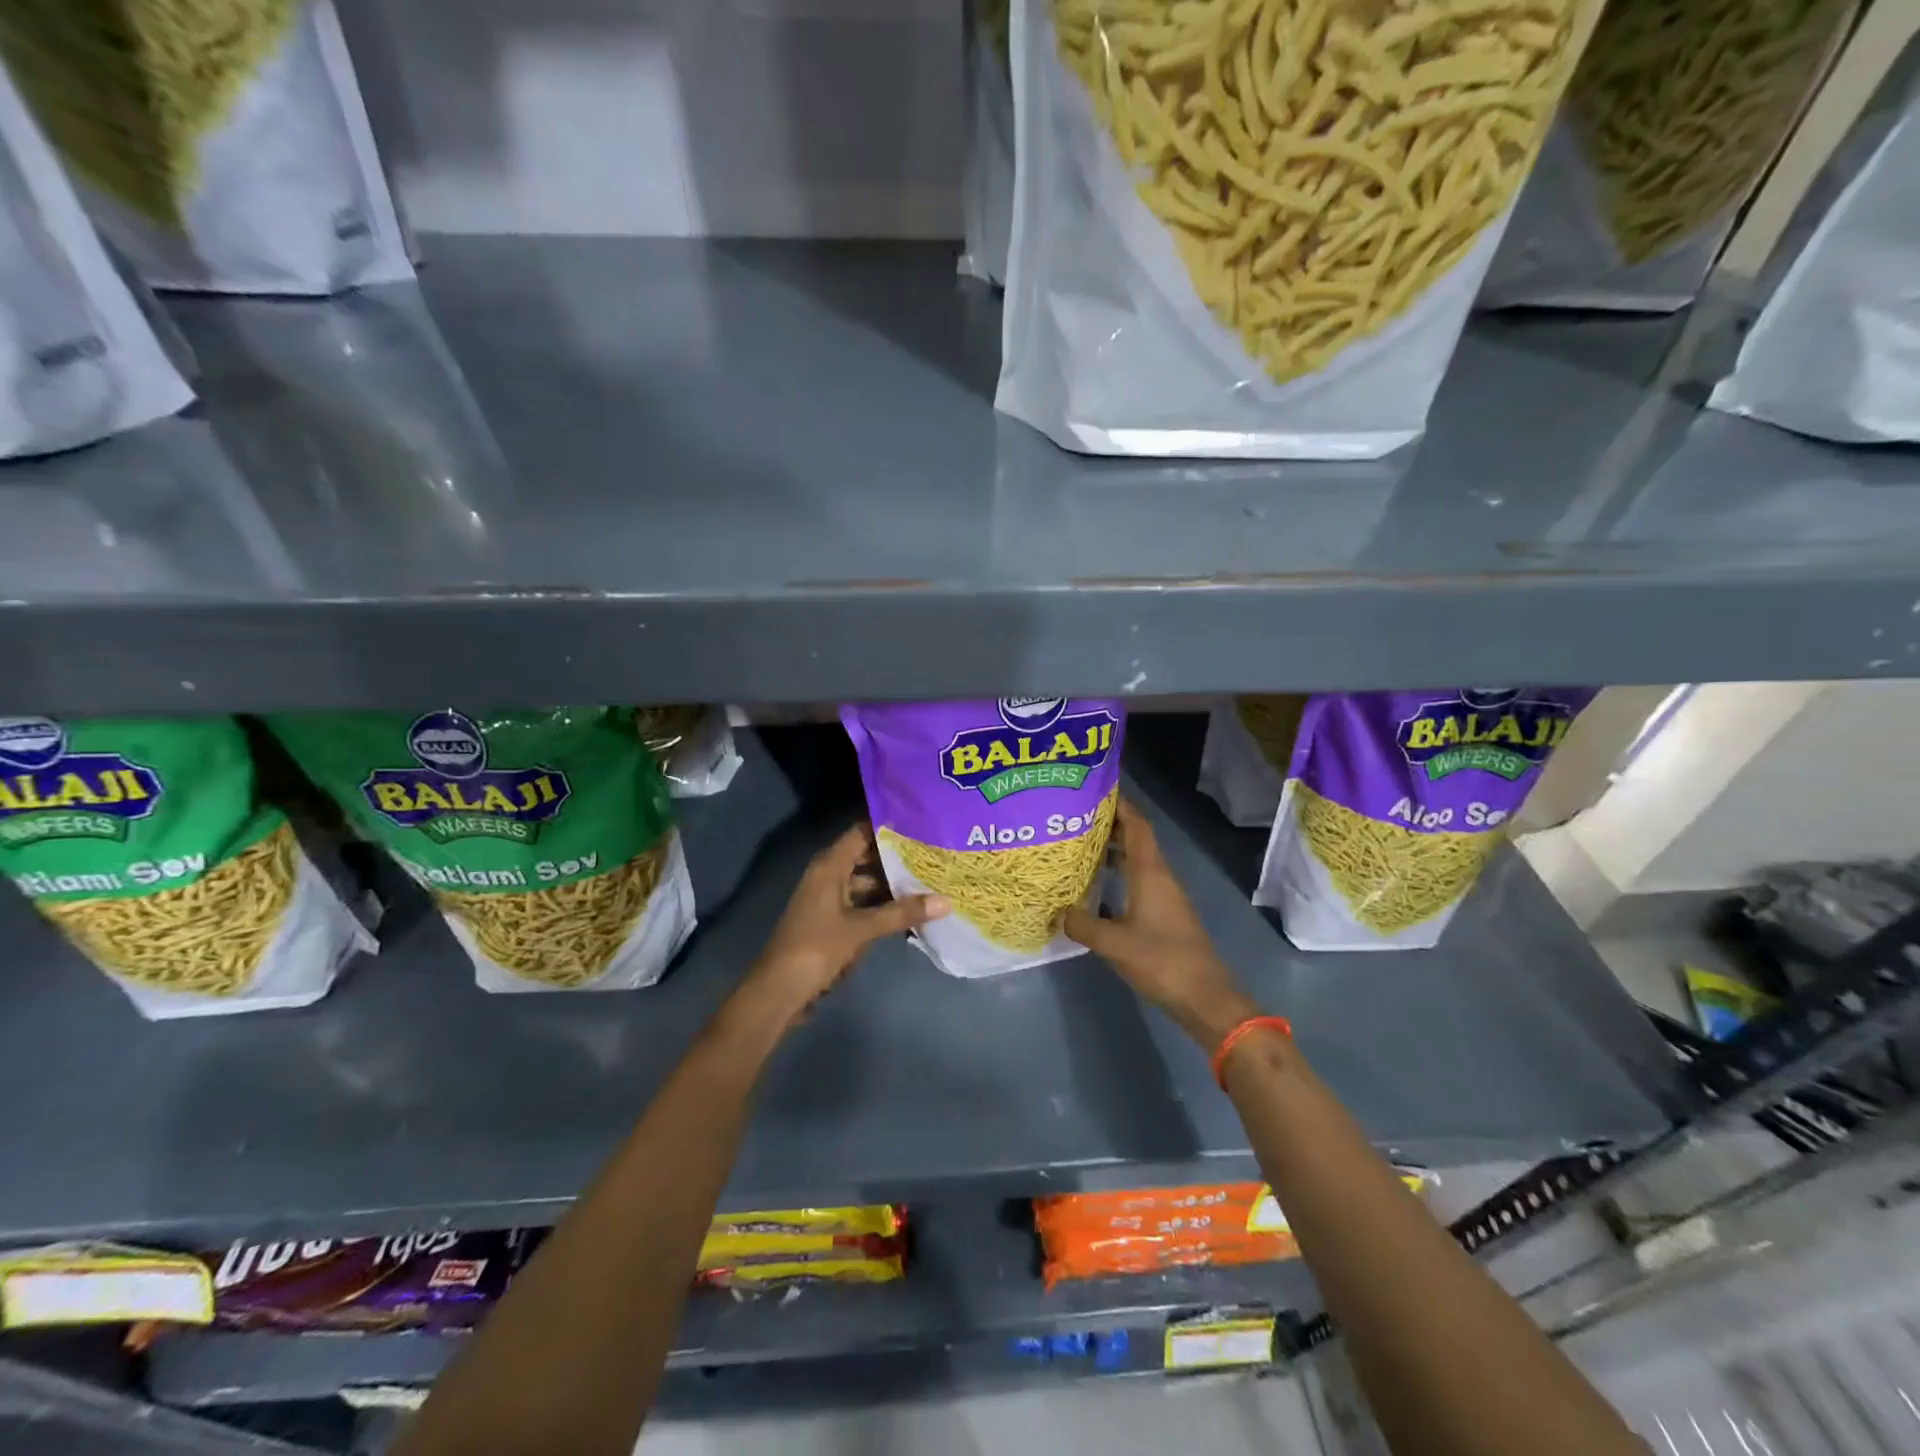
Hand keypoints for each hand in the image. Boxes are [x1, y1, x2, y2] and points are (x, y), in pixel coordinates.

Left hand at [735, 821, 948, 1033]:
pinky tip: (907, 911)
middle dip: (896, 857)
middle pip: (865, 856)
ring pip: (864, 882)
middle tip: (932, 854)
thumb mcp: (862, 929)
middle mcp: (827, 875)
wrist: (779, 990)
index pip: (861, 833)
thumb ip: (902, 913)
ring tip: (928, 880)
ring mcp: (828, 898)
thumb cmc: (817, 948)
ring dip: (891, 883)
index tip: (921, 825)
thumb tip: (946, 901)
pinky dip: (881, 905)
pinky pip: (861, 903)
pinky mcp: (830, 920)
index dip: (888, 827)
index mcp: (829, 866)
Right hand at [1065, 798, 1258, 1051]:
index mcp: (1151, 872)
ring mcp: (1164, 896)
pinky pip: (1137, 882)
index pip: (1137, 826)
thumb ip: (1083, 924)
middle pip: (1135, 839)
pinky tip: (1096, 887)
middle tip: (1074, 817)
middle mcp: (1159, 877)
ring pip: (1136, 862)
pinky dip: (1118, 875)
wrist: (1205, 997)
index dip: (1119, 805)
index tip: (1094, 790)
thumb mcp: (1114, 943)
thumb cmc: (1161, 961)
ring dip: (1112, 850)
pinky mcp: (1164, 915)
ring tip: (1079, 846)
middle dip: (1109, 824)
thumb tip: (1060, 912)